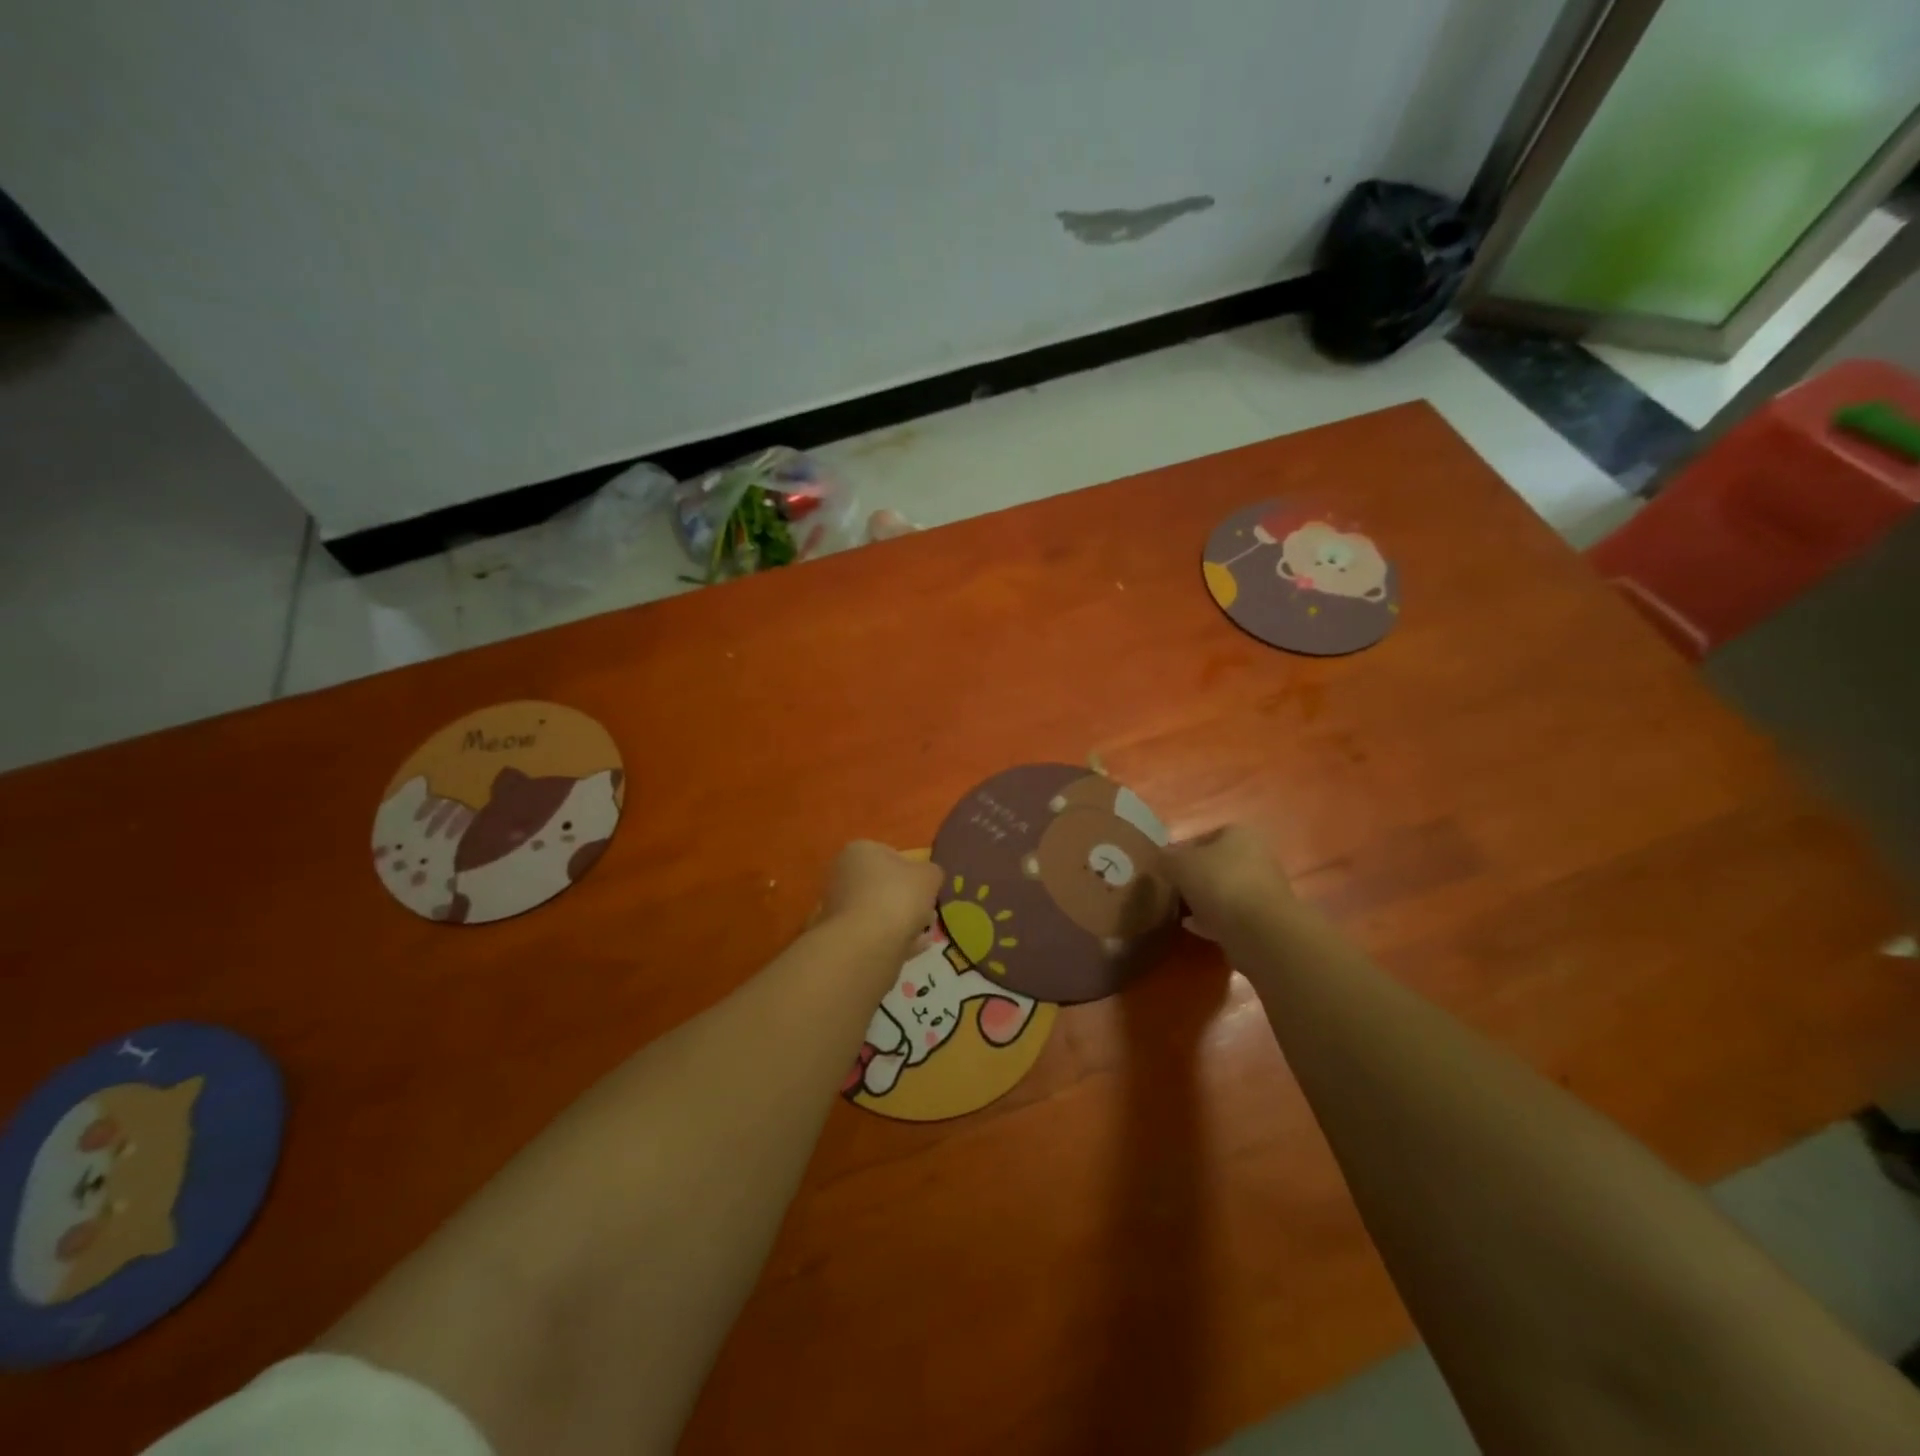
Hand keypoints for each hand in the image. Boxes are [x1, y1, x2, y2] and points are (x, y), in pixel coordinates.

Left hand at [821, 841, 943, 955]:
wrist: (867, 945)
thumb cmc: (897, 897)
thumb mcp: (929, 876)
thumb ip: (932, 873)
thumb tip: (929, 877)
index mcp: (859, 851)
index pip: (890, 854)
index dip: (913, 870)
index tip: (927, 887)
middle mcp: (843, 875)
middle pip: (884, 885)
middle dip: (907, 899)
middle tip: (928, 911)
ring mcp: (839, 908)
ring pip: (880, 912)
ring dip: (902, 921)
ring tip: (924, 933)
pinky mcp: (843, 936)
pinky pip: (875, 934)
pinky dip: (894, 939)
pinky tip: (914, 948)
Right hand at [1165, 824, 1294, 942]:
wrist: (1260, 932)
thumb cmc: (1219, 883)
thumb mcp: (1180, 864)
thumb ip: (1166, 858)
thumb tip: (1161, 858)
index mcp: (1239, 834)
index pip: (1204, 836)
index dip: (1181, 850)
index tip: (1165, 867)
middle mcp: (1256, 857)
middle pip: (1215, 864)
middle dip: (1193, 876)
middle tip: (1171, 888)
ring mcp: (1261, 889)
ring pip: (1223, 890)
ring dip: (1202, 899)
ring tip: (1178, 909)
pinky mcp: (1262, 919)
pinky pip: (1229, 914)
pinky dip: (1211, 919)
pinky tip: (1191, 926)